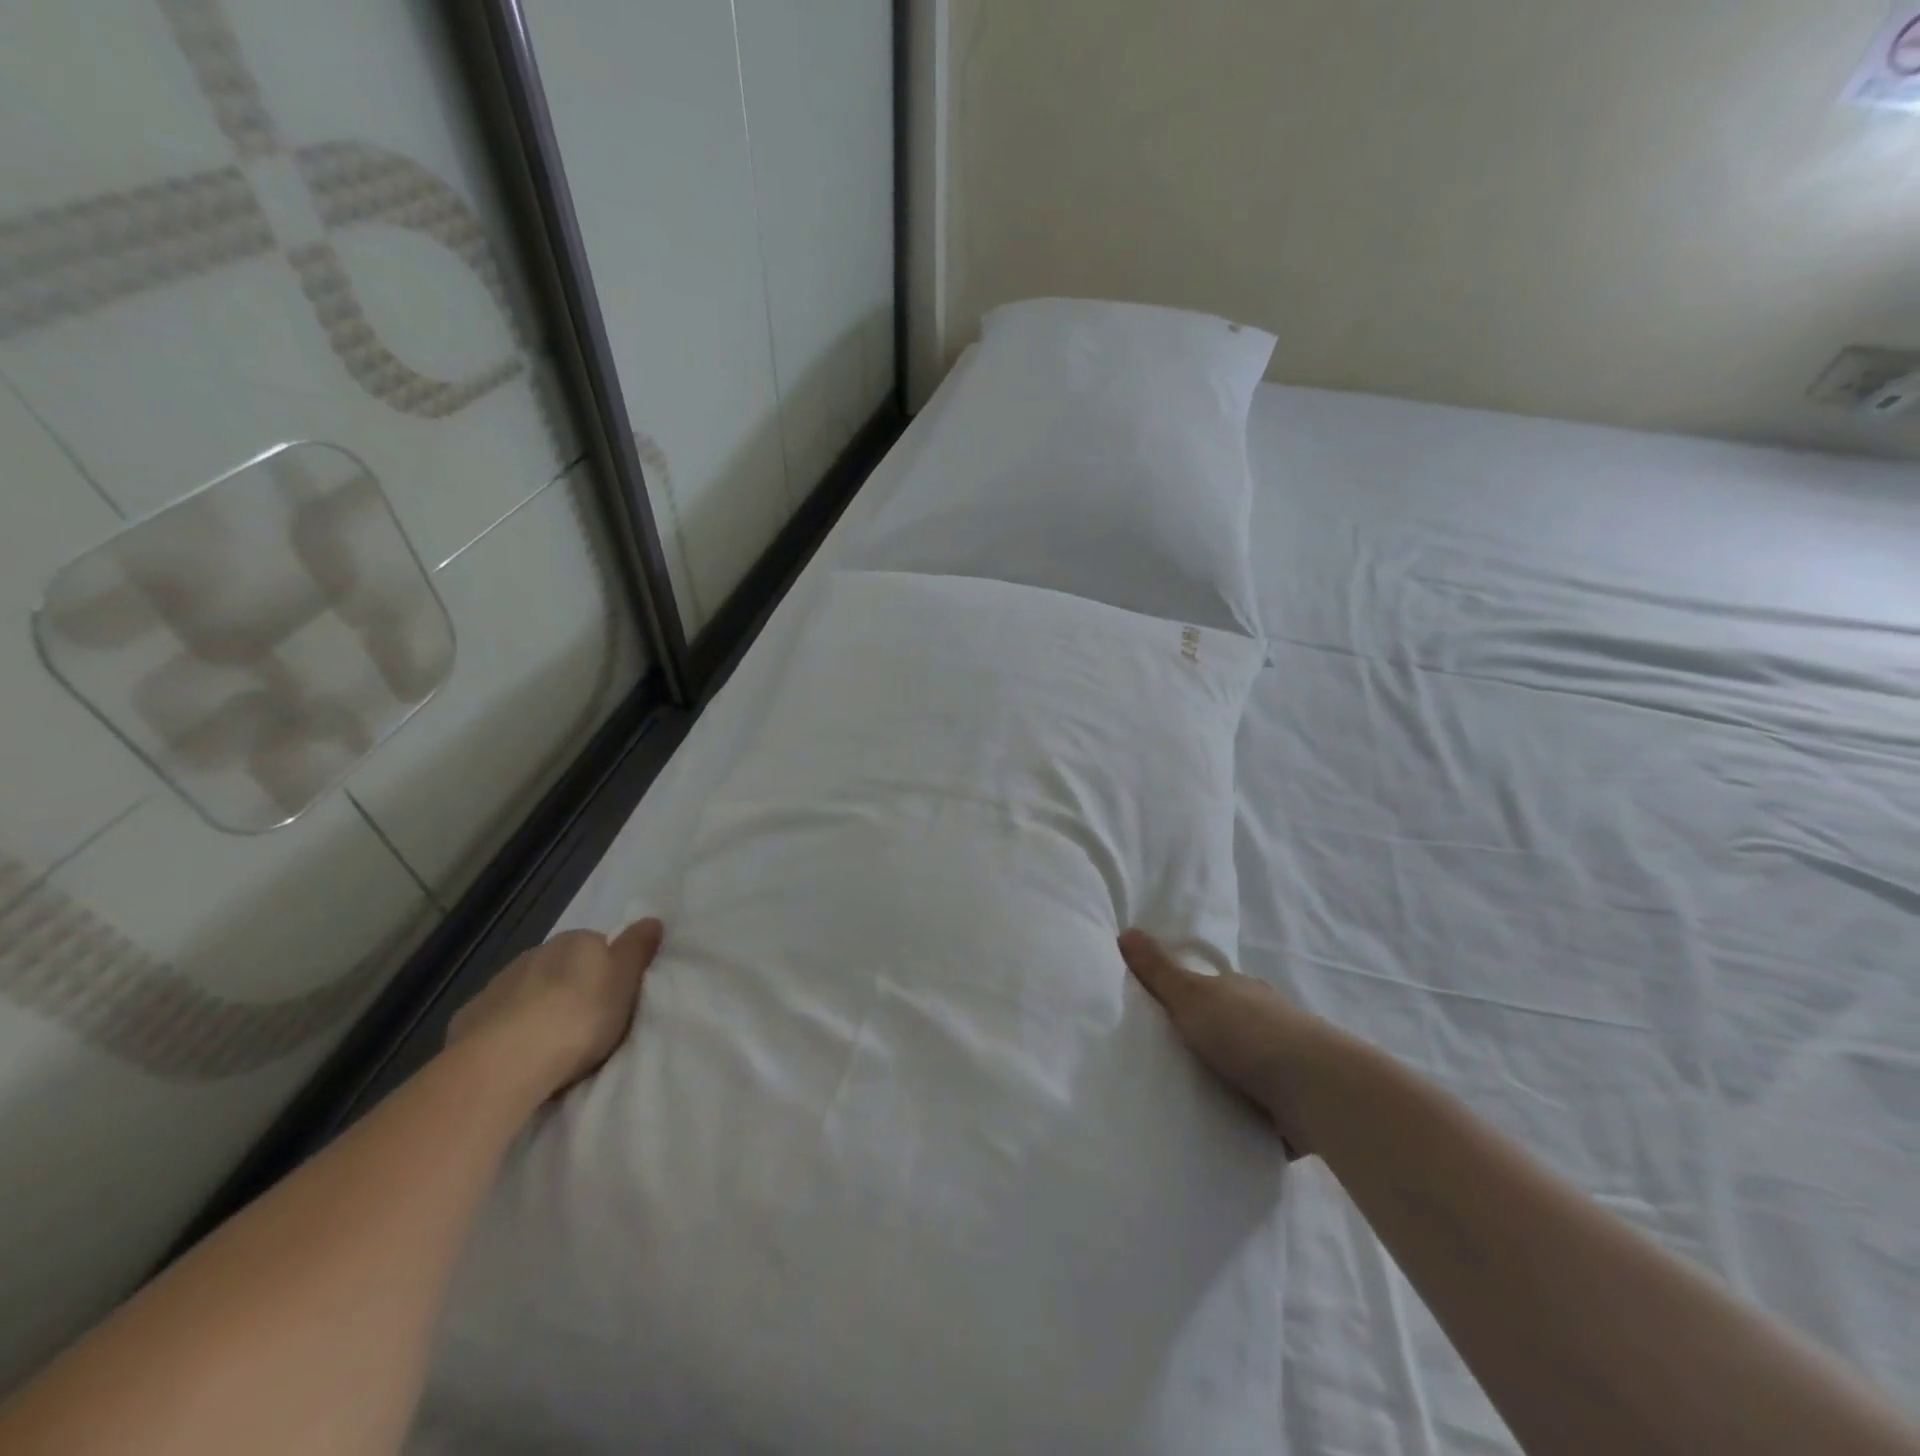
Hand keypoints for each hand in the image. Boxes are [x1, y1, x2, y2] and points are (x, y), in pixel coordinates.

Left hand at [447, 919, 664, 1099]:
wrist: (506, 1059)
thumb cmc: (580, 1015)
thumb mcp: (626, 981)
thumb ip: (638, 949)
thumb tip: (653, 920)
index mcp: (577, 940)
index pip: (599, 945)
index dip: (609, 971)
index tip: (615, 1000)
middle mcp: (537, 952)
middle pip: (563, 967)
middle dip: (572, 988)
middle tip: (587, 1023)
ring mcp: (499, 983)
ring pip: (528, 990)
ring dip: (539, 1007)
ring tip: (551, 1043)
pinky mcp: (469, 1017)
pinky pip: (498, 1017)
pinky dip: (508, 1028)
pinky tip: (516, 1054)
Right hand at [1120, 928, 1339, 1158]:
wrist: (1316, 1090)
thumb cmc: (1247, 1032)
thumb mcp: (1190, 994)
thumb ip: (1158, 969)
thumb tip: (1126, 930)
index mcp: (1242, 992)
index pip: (1210, 989)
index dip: (1185, 997)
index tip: (1158, 1014)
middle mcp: (1266, 1023)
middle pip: (1225, 1029)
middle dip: (1201, 1043)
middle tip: (1161, 1061)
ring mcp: (1282, 1066)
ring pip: (1243, 1071)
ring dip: (1222, 1083)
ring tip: (1181, 1101)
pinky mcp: (1293, 1107)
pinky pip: (1257, 1111)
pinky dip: (1240, 1118)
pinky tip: (1215, 1129)